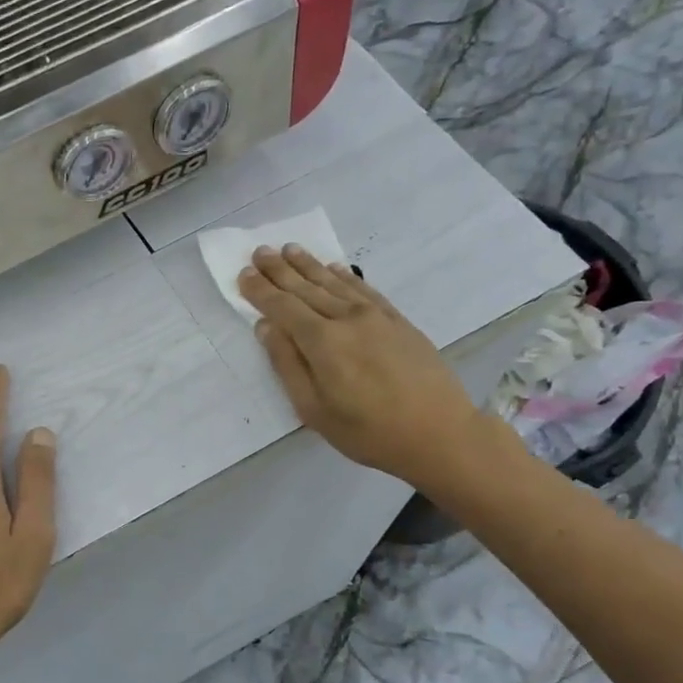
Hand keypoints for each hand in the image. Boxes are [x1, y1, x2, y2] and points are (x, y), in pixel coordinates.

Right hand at [238, 245, 494, 486]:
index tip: (243, 274)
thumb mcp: (315, 410)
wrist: (440, 433)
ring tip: (289, 250)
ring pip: (334, 283)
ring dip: (308, 265)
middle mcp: (347, 319)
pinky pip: (364, 289)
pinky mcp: (397, 320)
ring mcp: (376, 316)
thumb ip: (288, 365)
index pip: (283, 307)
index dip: (261, 291)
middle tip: (259, 251)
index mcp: (322, 342)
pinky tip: (334, 267)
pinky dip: (344, 276)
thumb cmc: (368, 432)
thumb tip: (267, 327)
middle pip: (306, 288)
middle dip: (279, 270)